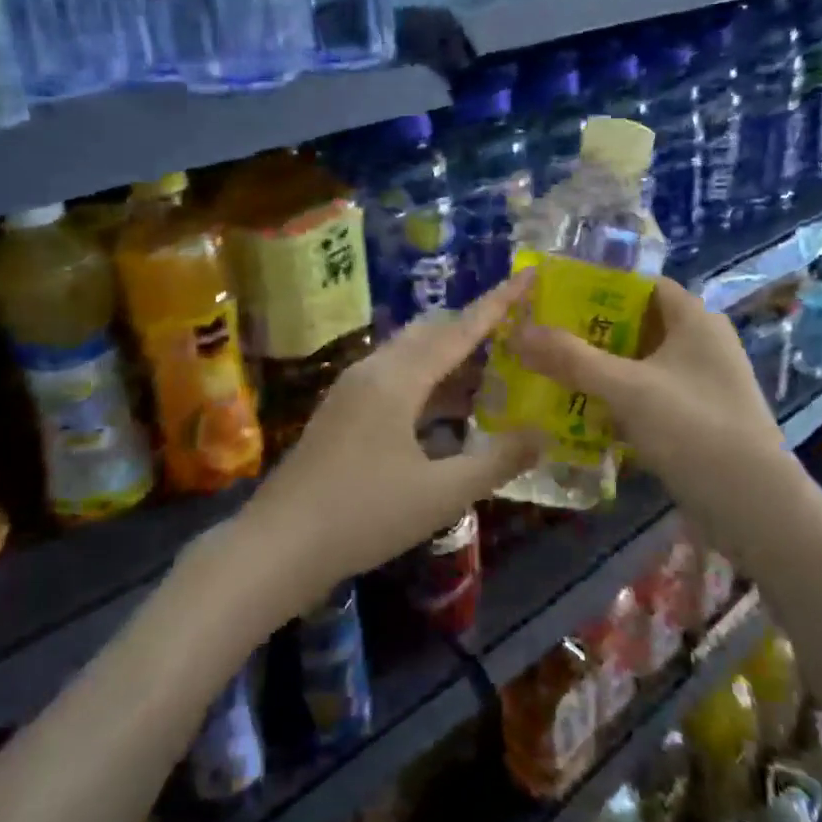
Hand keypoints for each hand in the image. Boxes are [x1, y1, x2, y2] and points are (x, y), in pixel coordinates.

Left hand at [237, 274, 545, 614]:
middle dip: (474, 328)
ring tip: (491, 370)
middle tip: (516, 333)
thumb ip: (496, 462)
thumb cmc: (364, 514)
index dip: (498, 303)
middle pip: (431, 333)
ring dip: (449, 358)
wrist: (279, 545)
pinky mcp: (341, 411)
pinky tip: (445, 410)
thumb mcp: (441, 494)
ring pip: (410, 356)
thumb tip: (542, 436)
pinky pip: (394, 377)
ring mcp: (351, 389)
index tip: (528, 276)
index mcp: (398, 378)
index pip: (460, 329)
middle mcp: (373, 370)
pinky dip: (427, 381)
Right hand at [508, 276, 788, 513]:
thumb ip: (572, 359)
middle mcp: (704, 343)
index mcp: (695, 319)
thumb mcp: (626, 388)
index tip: (558, 299)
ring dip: (605, 369)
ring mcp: (705, 383)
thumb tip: (519, 332)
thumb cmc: (692, 428)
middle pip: (640, 324)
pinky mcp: (701, 418)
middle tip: (548, 339)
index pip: (643, 285)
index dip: (601, 286)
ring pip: (644, 364)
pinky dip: (623, 400)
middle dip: (594, 332)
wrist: (754, 507)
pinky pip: (653, 396)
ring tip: (557, 374)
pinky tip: (588, 415)